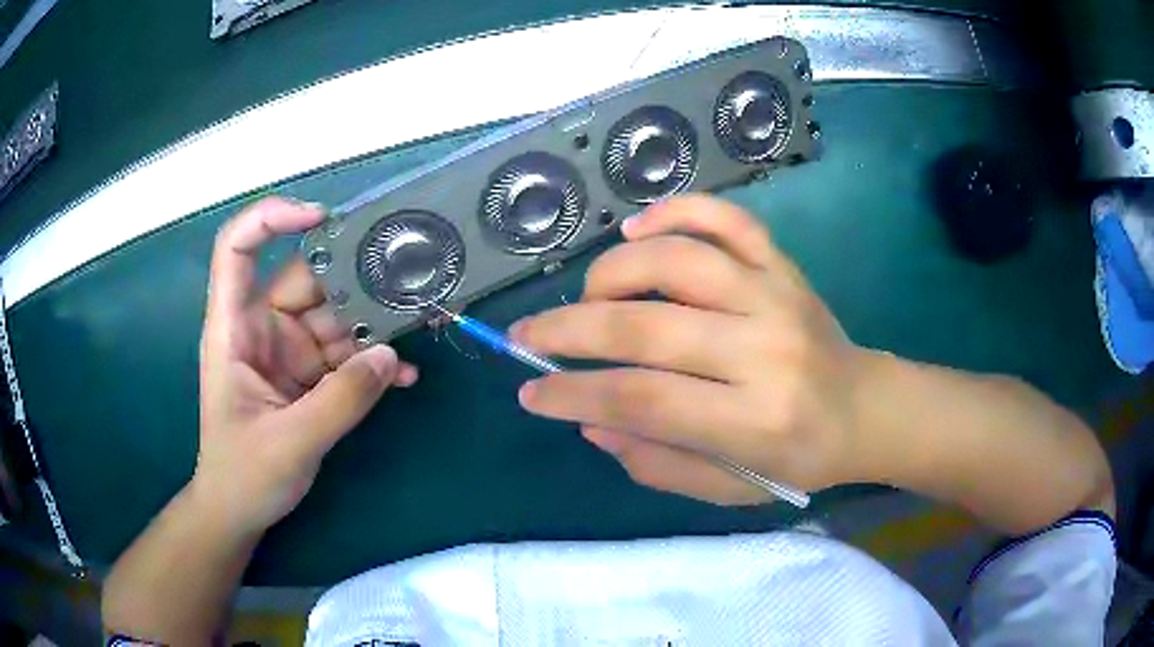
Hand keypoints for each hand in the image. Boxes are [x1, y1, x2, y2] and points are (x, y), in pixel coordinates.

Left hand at [195, 198, 417, 537]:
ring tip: (420, 324)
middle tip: (408, 277)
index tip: (321, 218)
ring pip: (336, 316)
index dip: (271, 219)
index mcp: (235, 329)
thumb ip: (340, 401)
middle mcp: (263, 329)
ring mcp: (290, 352)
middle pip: (307, 281)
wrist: (241, 510)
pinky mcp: (311, 376)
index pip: (238, 250)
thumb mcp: (290, 442)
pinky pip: (347, 356)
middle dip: (353, 278)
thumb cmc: (243, 474)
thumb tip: (391, 357)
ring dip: (375, 323)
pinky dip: (374, 363)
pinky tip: (403, 377)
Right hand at [511, 195, 870, 504]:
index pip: (643, 399)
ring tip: (588, 295)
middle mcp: (765, 349)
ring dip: (613, 272)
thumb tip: (591, 421)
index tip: (531, 393)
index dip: (574, 393)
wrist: (866, 408)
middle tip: (526, 335)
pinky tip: (639, 228)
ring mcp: (776, 294)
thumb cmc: (800, 458)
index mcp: (755, 418)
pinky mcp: (782, 264)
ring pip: (678, 260)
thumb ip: (659, 463)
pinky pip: (727, 219)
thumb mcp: (732, 488)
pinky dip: (677, 211)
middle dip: (568, 330)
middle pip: (647, 326)